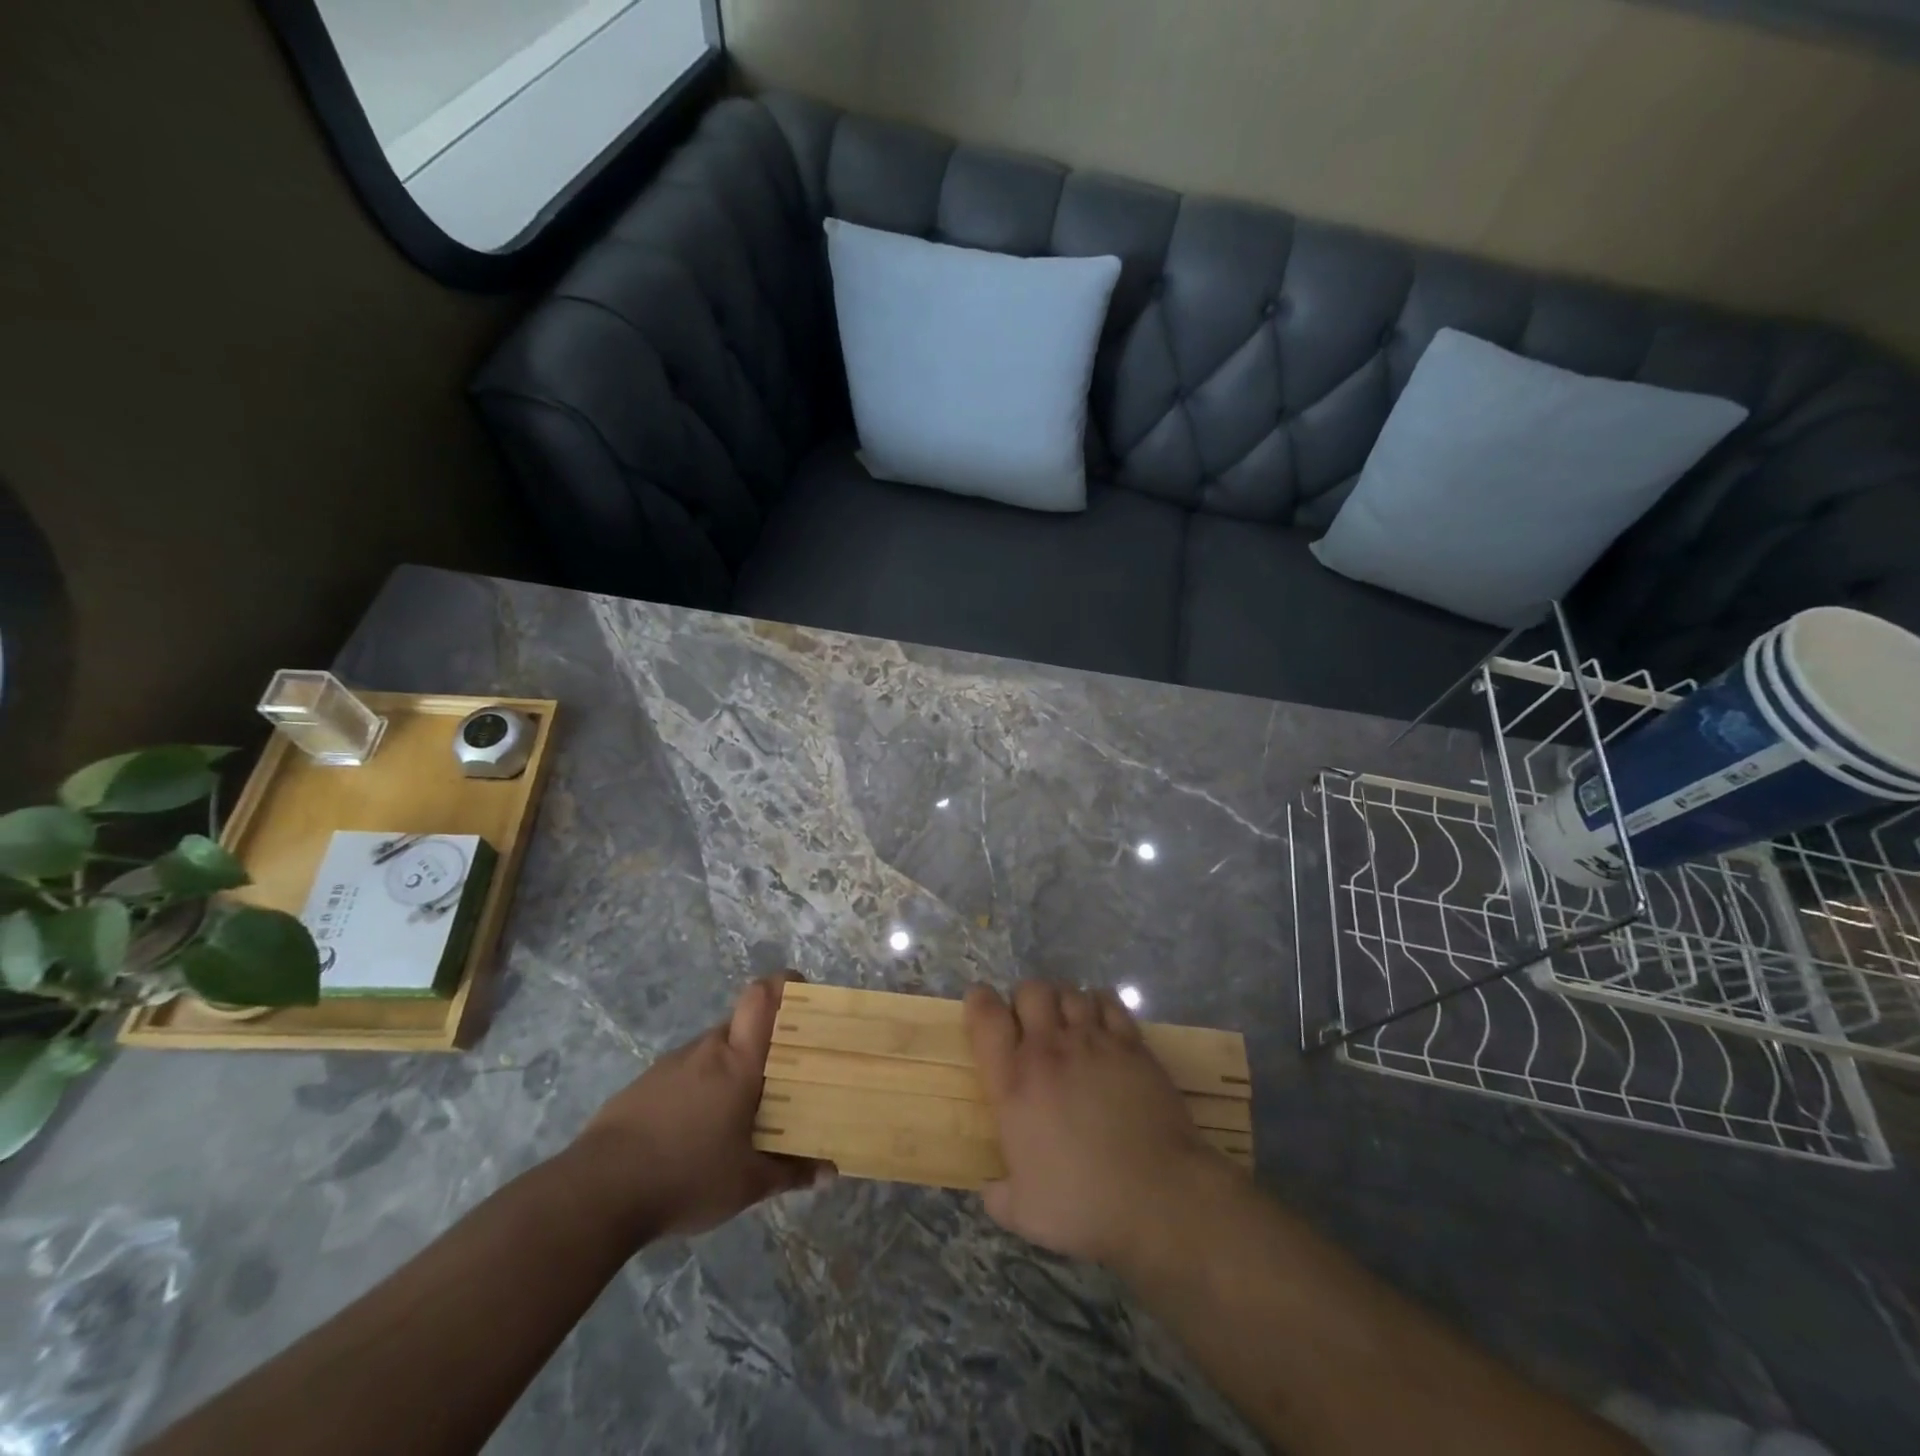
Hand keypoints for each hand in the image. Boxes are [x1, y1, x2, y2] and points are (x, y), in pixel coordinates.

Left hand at [572, 974, 829, 1239]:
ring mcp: (670, 1064)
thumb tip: (830, 1173)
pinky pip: (685, 1074)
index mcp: (738, 1060)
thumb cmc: (686, 1175)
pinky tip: (696, 1133)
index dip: (785, 985)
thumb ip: (791, 1173)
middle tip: (784, 1077)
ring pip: (713, 1053)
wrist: (595, 1194)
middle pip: (742, 1026)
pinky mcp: (643, 1086)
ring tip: (741, 1114)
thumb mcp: (748, 1184)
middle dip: (765, 1045)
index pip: (762, 994)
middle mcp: (706, 1049)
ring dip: (730, 1072)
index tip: (805, 1000)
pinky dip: (699, 1091)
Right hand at [965, 981, 1235, 1268]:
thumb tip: (992, 1190)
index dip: (979, 1002)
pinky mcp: (1131, 1043)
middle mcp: (1049, 1050)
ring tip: (1067, 1025)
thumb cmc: (1084, 1204)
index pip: (986, 1017)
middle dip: (1025, 1000)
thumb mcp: (1024, 1213)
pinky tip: (1101, 1025)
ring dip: (1062, 1002)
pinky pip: (1108, 1001)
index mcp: (1014, 1083)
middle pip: (1030, 990)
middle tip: (1031, 1026)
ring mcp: (1092, 1041)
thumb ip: (999, 1194)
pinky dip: (1099, 1005)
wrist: (1157, 1196)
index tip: (981, 1006)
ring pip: (1069, 992)